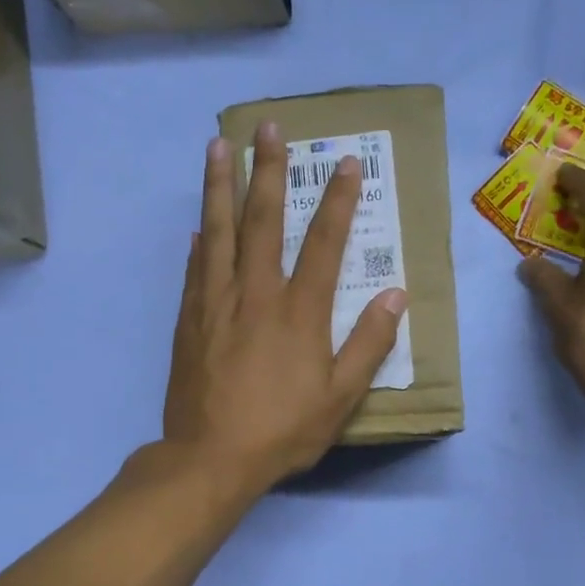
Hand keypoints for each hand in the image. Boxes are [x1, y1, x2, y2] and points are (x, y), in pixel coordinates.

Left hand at [162, 123, 407, 494]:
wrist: (210, 458)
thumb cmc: (282, 430)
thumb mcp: (340, 397)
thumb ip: (368, 344)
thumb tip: (395, 296)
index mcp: (298, 311)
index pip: (324, 243)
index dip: (338, 201)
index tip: (347, 163)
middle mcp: (255, 294)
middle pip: (262, 220)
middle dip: (268, 170)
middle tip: (267, 127)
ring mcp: (216, 304)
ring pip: (218, 232)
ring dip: (219, 186)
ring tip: (218, 147)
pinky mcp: (189, 321)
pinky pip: (195, 270)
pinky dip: (199, 242)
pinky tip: (199, 224)